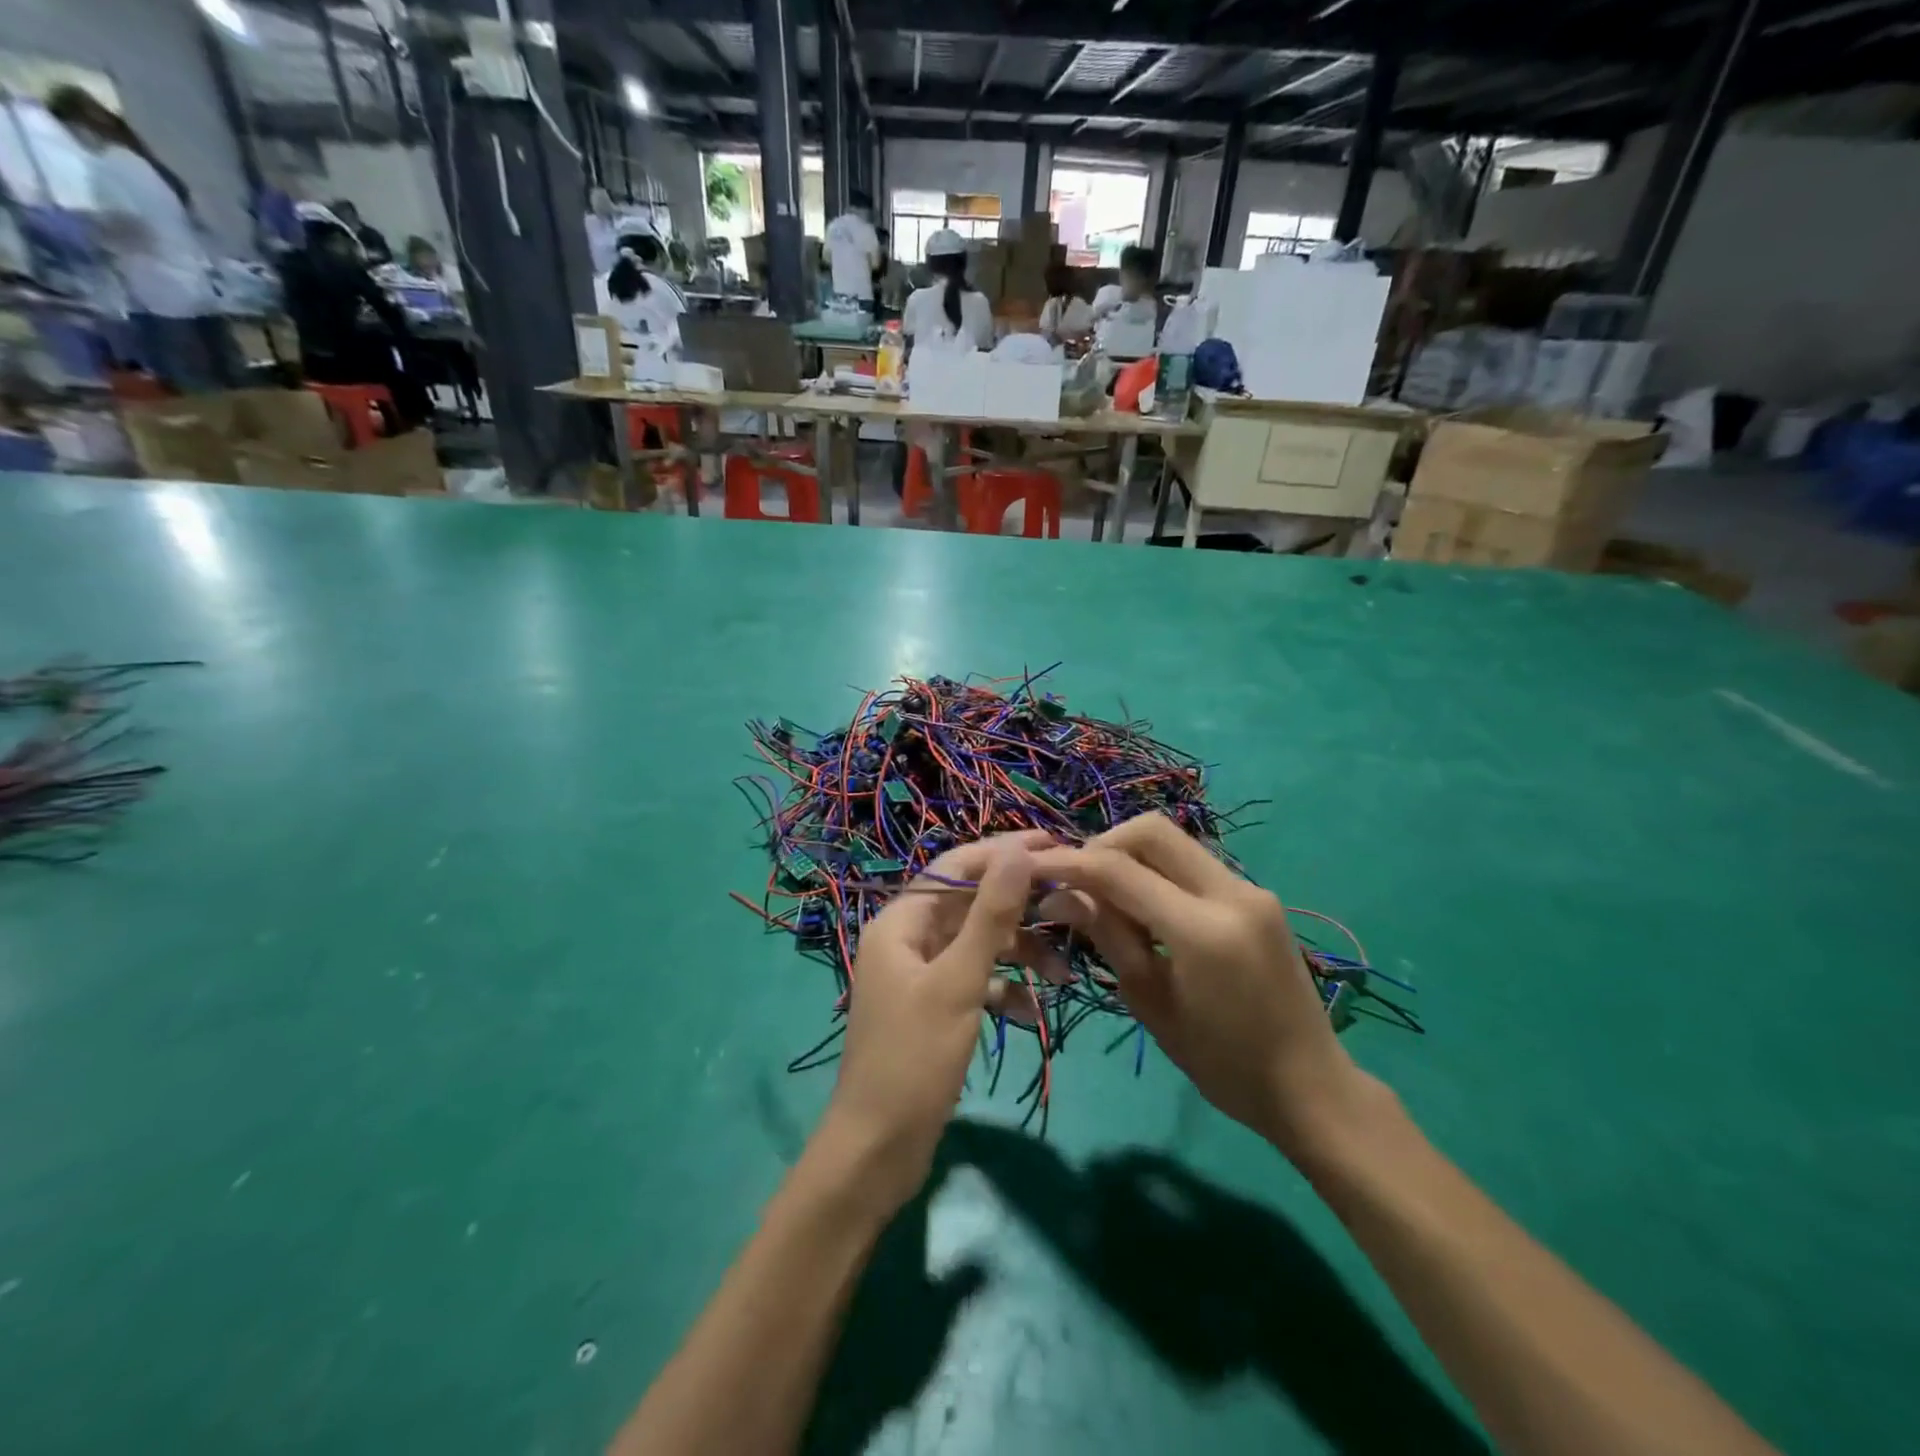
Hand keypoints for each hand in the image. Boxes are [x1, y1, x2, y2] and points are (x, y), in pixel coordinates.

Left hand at [821, 831, 1057, 1211]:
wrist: (878, 1150)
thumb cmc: (914, 1058)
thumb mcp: (958, 981)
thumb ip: (990, 914)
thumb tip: (1017, 851)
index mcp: (902, 921)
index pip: (956, 867)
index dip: (1004, 853)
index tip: (1055, 847)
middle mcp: (908, 939)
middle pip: (971, 904)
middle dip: (1021, 907)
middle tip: (1073, 903)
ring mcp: (921, 975)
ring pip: (978, 945)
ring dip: (1020, 954)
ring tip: (1065, 974)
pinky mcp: (934, 1008)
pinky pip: (975, 982)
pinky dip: (1004, 990)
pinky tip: (1032, 1013)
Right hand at [1031, 814, 1372, 1154]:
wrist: (1311, 1087)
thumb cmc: (1223, 1065)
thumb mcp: (1153, 1004)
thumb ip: (1109, 937)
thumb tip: (1058, 895)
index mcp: (1203, 930)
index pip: (1120, 871)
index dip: (1069, 863)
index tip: (1032, 868)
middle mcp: (1233, 893)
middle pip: (1152, 831)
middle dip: (1103, 844)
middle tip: (1077, 881)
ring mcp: (1251, 889)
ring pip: (1175, 842)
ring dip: (1131, 855)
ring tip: (1104, 896)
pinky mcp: (1257, 896)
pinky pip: (1194, 864)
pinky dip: (1159, 872)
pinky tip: (1144, 907)